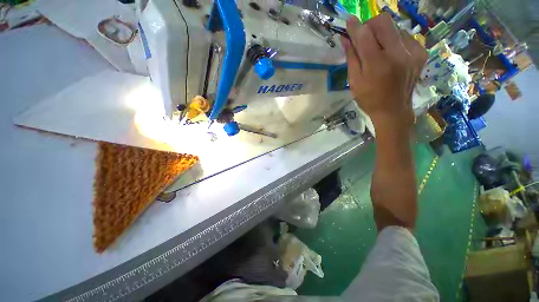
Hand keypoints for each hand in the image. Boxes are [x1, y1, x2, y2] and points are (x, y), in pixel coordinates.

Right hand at [341, 13, 426, 128]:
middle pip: (383, 22)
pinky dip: (394, 41)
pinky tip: (391, 54)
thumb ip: (351, 58)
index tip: (349, 21)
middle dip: (370, 25)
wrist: (393, 110)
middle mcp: (398, 54)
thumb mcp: (354, 82)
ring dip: (382, 34)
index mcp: (377, 64)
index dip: (355, 26)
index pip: (364, 35)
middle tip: (364, 36)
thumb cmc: (369, 99)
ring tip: (378, 49)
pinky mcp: (421, 53)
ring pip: (395, 27)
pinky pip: (405, 36)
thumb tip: (346, 39)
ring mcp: (413, 52)